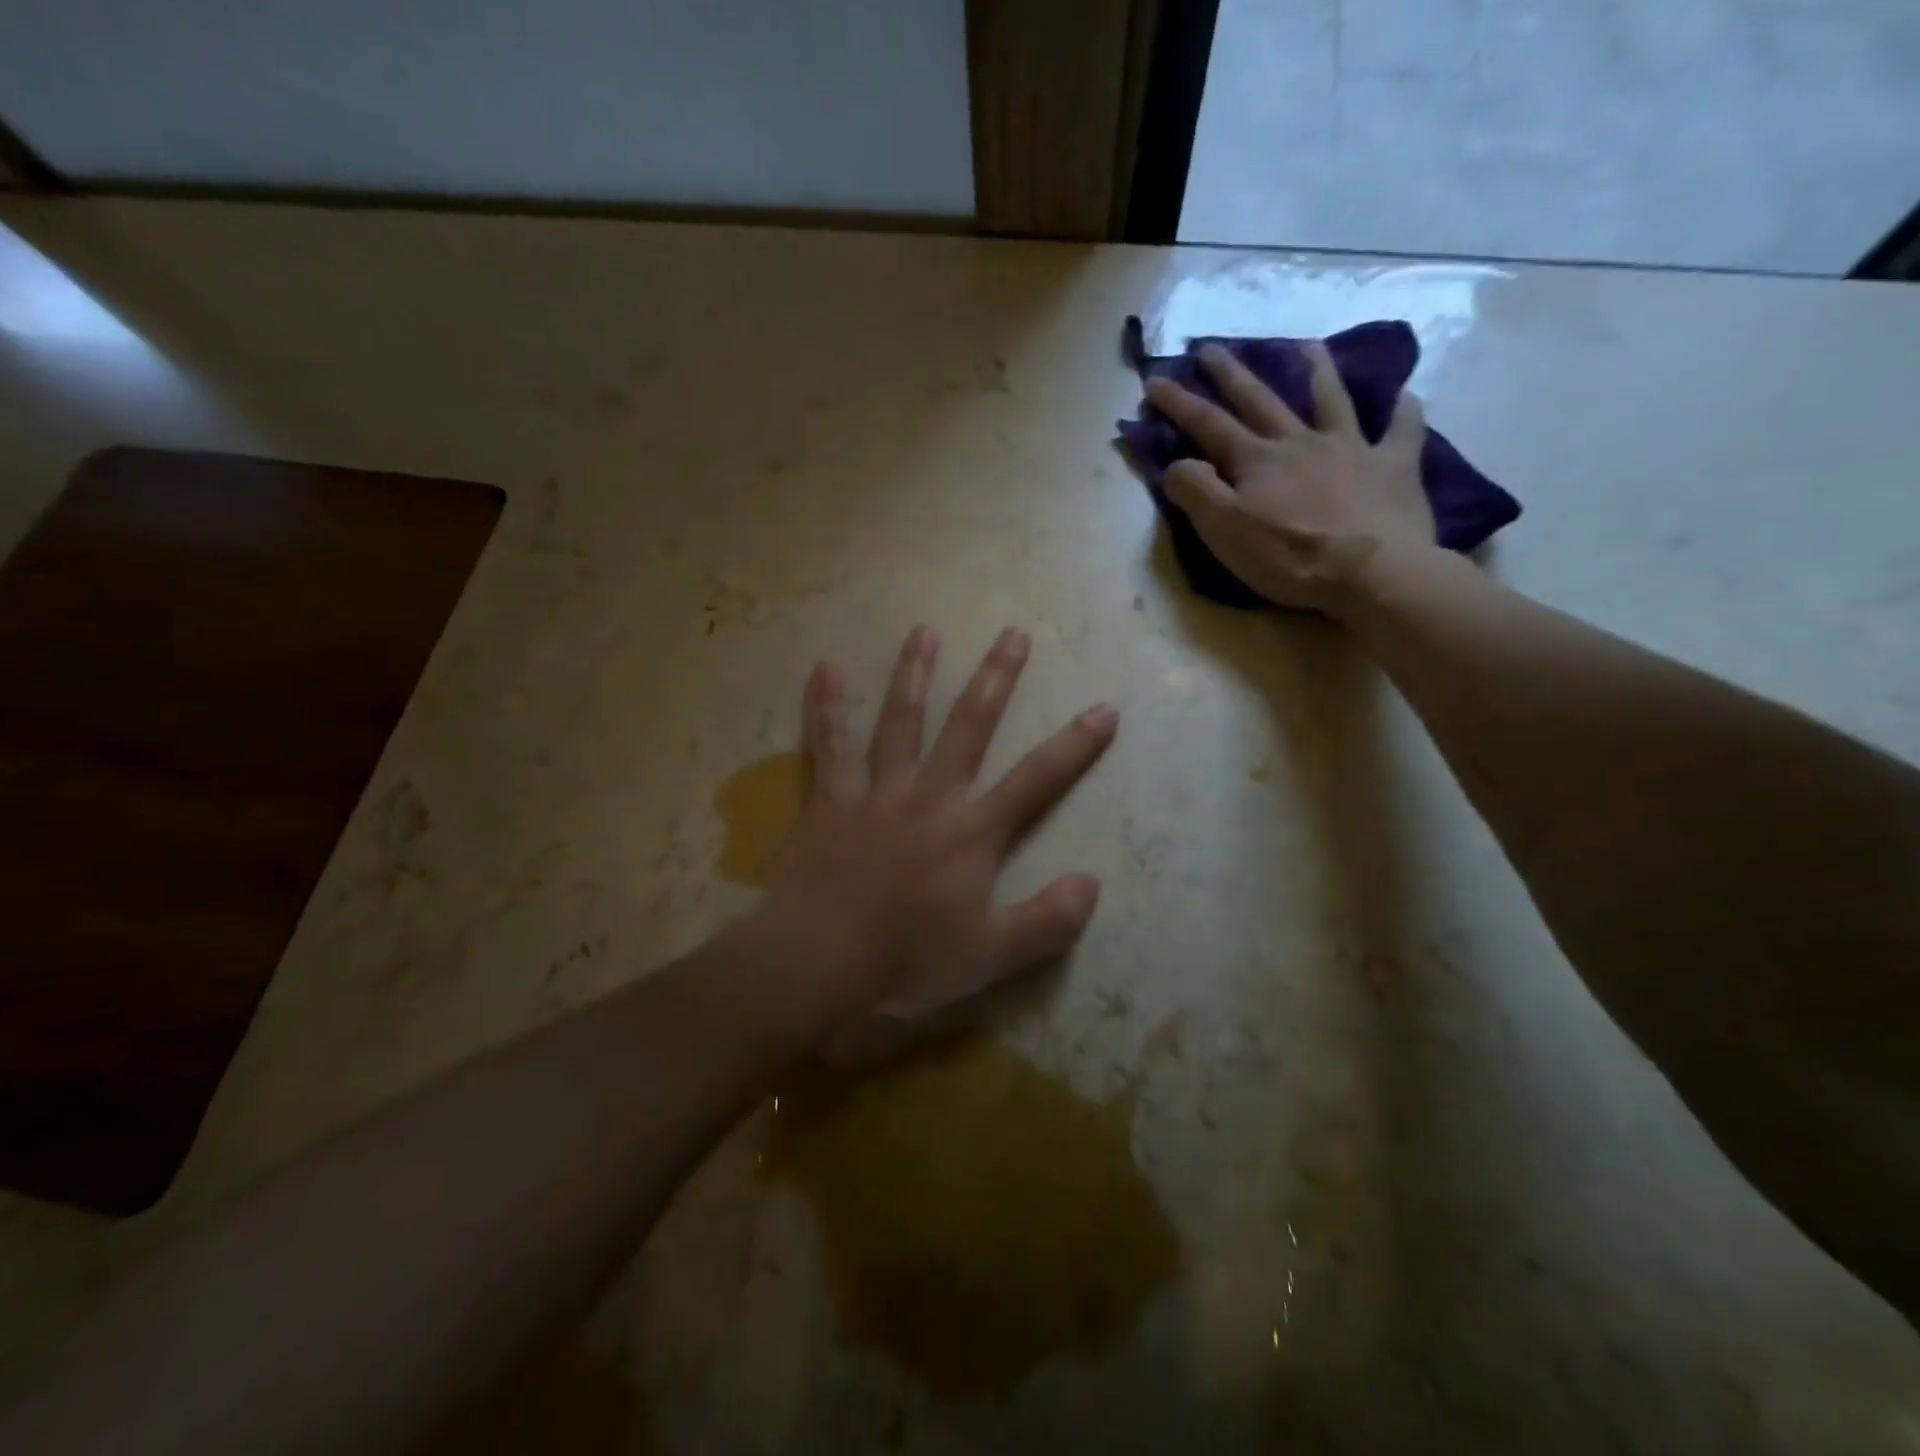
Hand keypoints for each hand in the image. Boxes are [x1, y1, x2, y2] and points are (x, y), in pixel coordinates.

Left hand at [755, 625, 1116, 1024]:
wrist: (820, 962)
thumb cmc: (908, 960)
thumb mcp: (991, 956)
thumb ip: (1047, 921)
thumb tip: (1091, 883)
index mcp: (972, 832)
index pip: (1037, 780)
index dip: (1075, 745)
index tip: (1104, 709)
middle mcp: (930, 796)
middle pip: (969, 726)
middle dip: (996, 679)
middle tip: (1013, 634)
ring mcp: (877, 791)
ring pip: (900, 720)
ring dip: (914, 673)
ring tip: (925, 631)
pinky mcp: (832, 799)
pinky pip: (829, 744)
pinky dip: (826, 706)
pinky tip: (824, 668)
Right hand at [1145, 341, 1434, 615]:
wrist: (1371, 571)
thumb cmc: (1289, 557)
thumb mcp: (1224, 531)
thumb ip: (1195, 491)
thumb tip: (1177, 462)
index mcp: (1256, 461)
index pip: (1208, 425)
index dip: (1179, 402)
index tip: (1155, 380)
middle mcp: (1299, 443)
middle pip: (1260, 400)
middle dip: (1231, 374)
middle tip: (1212, 348)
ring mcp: (1350, 449)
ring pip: (1331, 399)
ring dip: (1317, 371)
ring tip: (1308, 346)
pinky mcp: (1392, 466)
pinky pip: (1401, 429)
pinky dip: (1403, 409)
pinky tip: (1405, 394)